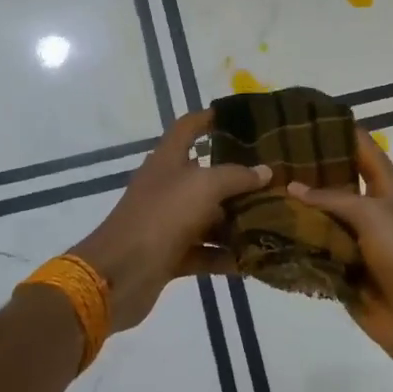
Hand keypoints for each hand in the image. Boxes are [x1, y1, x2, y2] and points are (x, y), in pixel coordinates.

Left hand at [70, 109, 270, 333]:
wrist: (119, 274)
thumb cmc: (161, 217)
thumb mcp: (203, 187)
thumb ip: (236, 177)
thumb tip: (265, 171)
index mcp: (167, 160)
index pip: (187, 128)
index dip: (207, 118)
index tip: (235, 117)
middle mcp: (167, 187)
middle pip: (205, 175)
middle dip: (237, 178)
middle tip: (273, 178)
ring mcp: (167, 222)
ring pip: (208, 217)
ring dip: (236, 220)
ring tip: (274, 220)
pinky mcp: (170, 255)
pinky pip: (204, 251)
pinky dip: (225, 255)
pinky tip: (253, 260)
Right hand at [287, 129, 392, 368]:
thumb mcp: (373, 214)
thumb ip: (333, 197)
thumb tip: (293, 187)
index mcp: (387, 188)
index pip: (361, 147)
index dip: (337, 130)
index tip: (302, 116)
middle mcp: (370, 210)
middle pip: (335, 182)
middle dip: (306, 170)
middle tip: (266, 154)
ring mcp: (355, 241)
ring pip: (320, 217)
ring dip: (295, 208)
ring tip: (258, 189)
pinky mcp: (342, 270)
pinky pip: (314, 250)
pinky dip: (294, 242)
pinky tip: (264, 230)